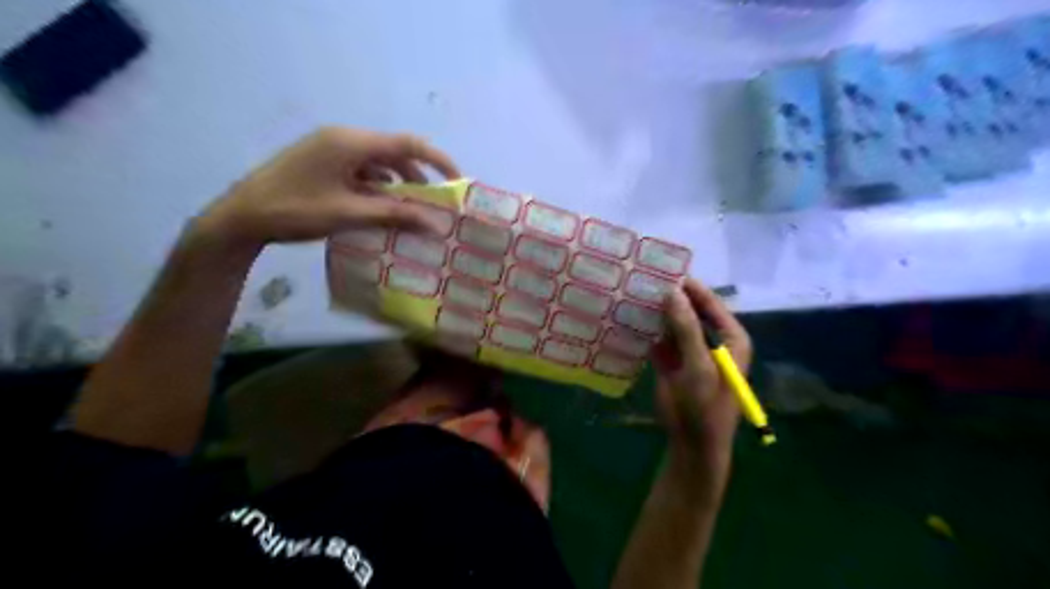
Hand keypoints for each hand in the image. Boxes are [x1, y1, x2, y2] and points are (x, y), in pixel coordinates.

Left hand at [194, 127, 462, 247]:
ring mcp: (330, 149)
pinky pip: (361, 170)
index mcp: (351, 142)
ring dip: (398, 185)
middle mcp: (343, 139)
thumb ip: (396, 215)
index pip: (408, 144)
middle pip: (394, 152)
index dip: (438, 161)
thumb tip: (436, 224)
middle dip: (418, 178)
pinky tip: (381, 208)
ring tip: (411, 212)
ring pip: (378, 163)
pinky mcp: (322, 163)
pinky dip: (377, 187)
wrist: (240, 217)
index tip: (457, 183)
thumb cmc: (296, 211)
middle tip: (434, 205)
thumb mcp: (350, 213)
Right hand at [653, 279, 751, 478]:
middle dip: (670, 297)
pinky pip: (660, 338)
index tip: (666, 269)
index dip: (691, 287)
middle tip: (645, 277)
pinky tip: (629, 316)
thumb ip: (686, 328)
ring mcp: (690, 349)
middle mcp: (712, 339)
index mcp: (731, 338)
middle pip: (690, 310)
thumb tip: (672, 292)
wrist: (692, 443)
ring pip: (673, 322)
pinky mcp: (672, 360)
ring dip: (656, 311)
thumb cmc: (705, 406)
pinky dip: (647, 329)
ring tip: (633, 291)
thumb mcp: (699, 366)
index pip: (710, 303)